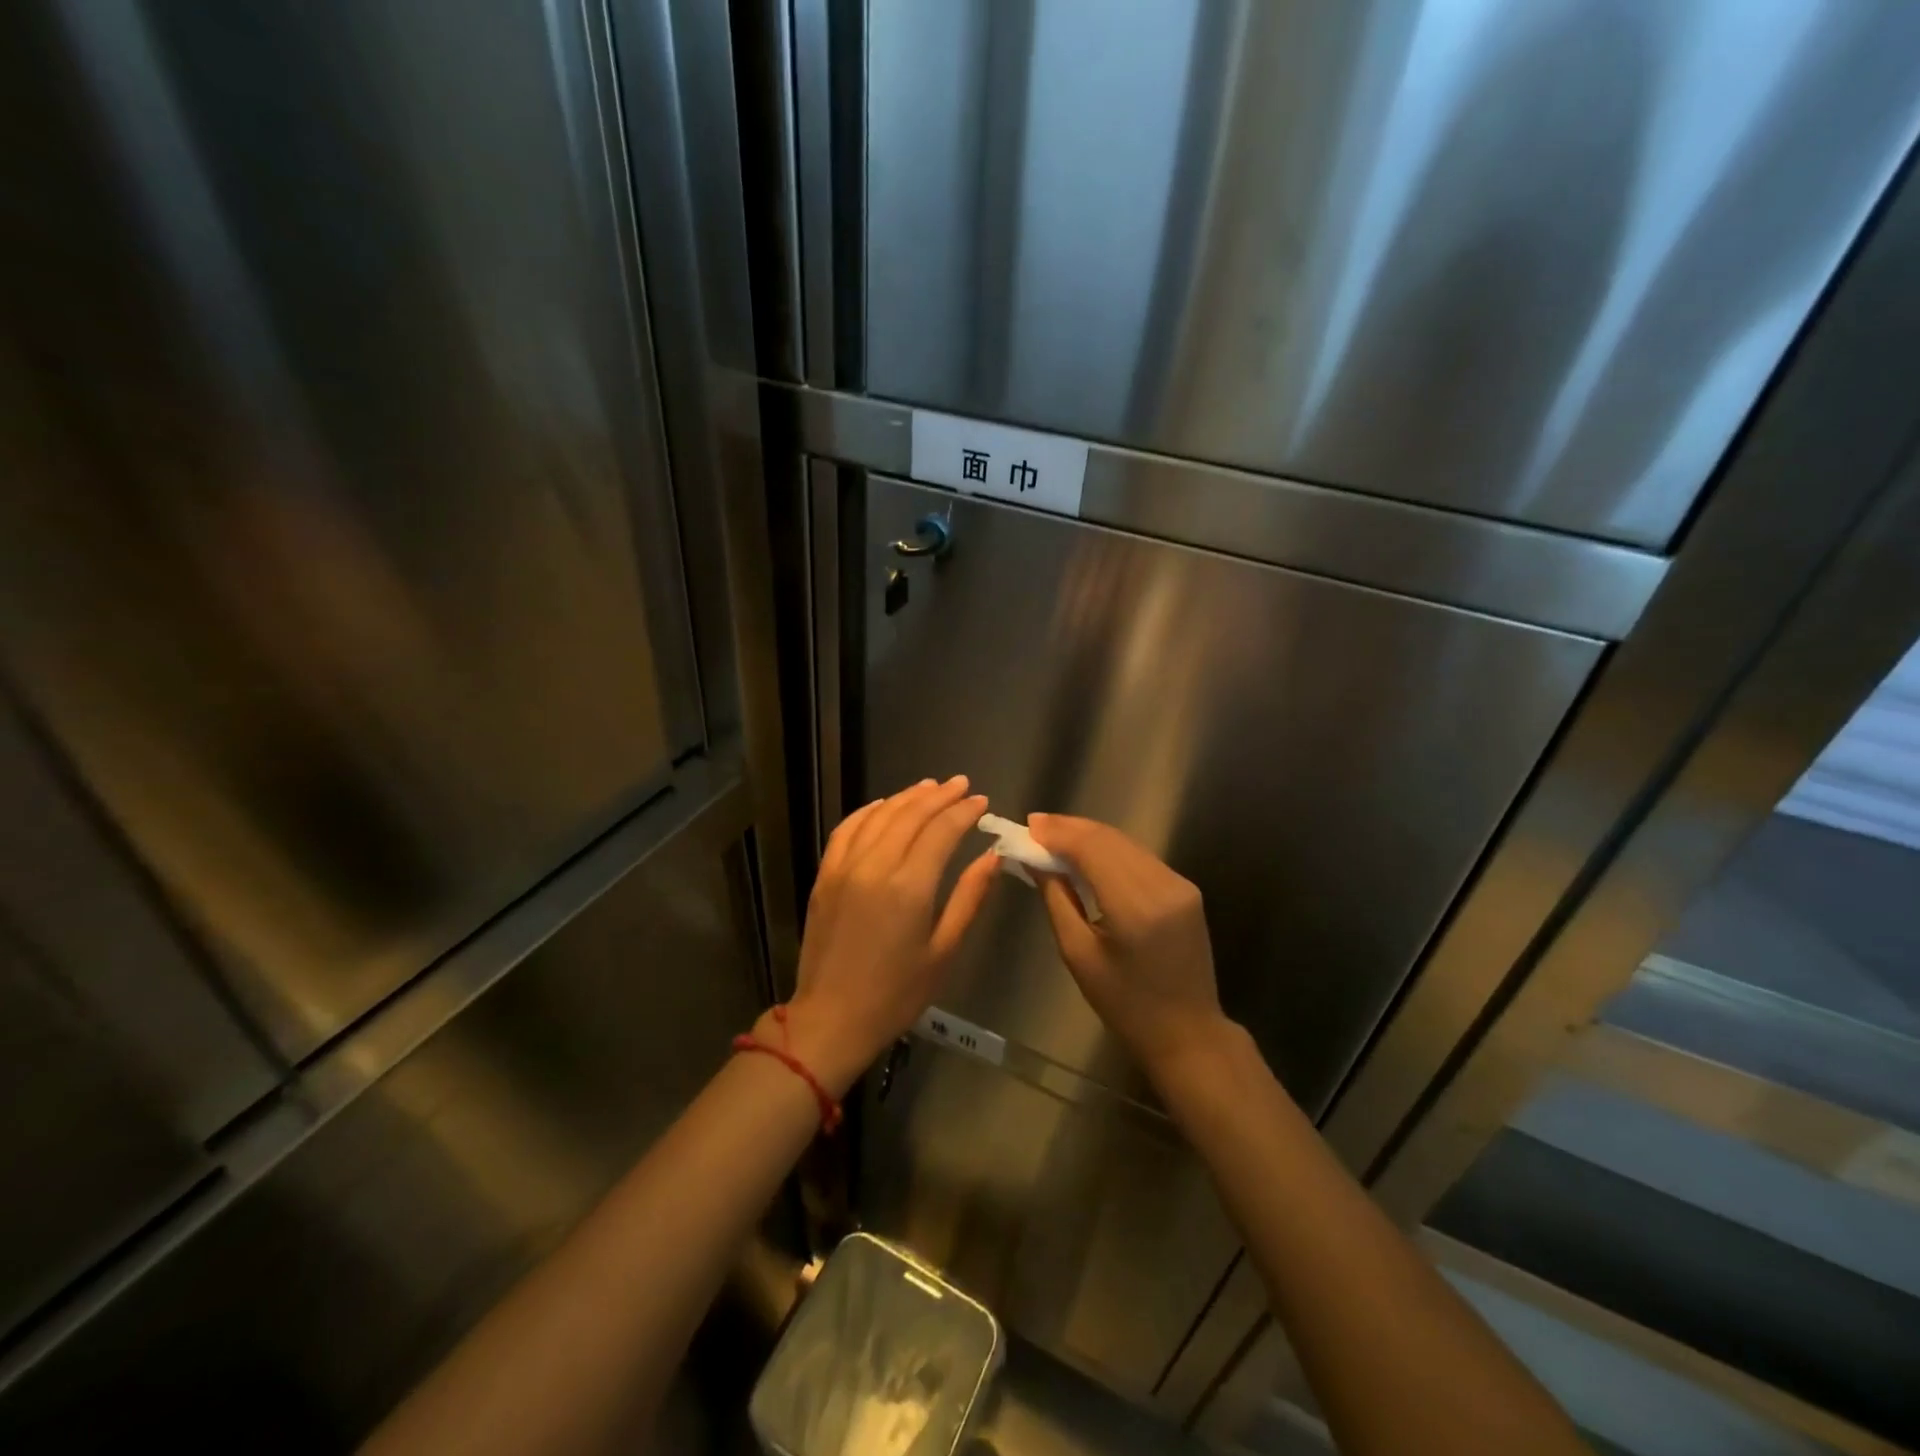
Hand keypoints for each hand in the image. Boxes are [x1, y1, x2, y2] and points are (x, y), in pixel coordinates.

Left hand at [779, 777, 998, 1094]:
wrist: (831, 1018)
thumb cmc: (896, 994)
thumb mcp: (944, 951)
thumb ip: (969, 898)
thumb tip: (992, 857)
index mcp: (909, 887)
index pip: (941, 831)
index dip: (964, 812)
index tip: (981, 801)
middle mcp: (875, 866)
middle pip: (911, 815)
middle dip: (940, 796)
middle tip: (961, 785)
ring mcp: (845, 867)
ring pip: (879, 816)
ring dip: (907, 797)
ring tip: (930, 787)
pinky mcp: (825, 875)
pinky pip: (847, 829)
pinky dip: (868, 811)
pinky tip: (884, 805)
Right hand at [1028, 814, 1230, 1088]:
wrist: (1188, 1032)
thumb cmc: (1125, 1005)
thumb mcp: (1079, 955)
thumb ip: (1057, 899)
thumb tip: (1034, 861)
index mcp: (1135, 907)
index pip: (1092, 849)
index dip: (1058, 832)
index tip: (1027, 826)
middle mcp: (1163, 885)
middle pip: (1110, 839)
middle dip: (1070, 828)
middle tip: (1034, 826)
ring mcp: (1179, 884)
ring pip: (1126, 843)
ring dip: (1089, 835)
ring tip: (1053, 834)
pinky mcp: (1186, 888)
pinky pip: (1140, 857)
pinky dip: (1110, 849)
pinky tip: (1086, 852)